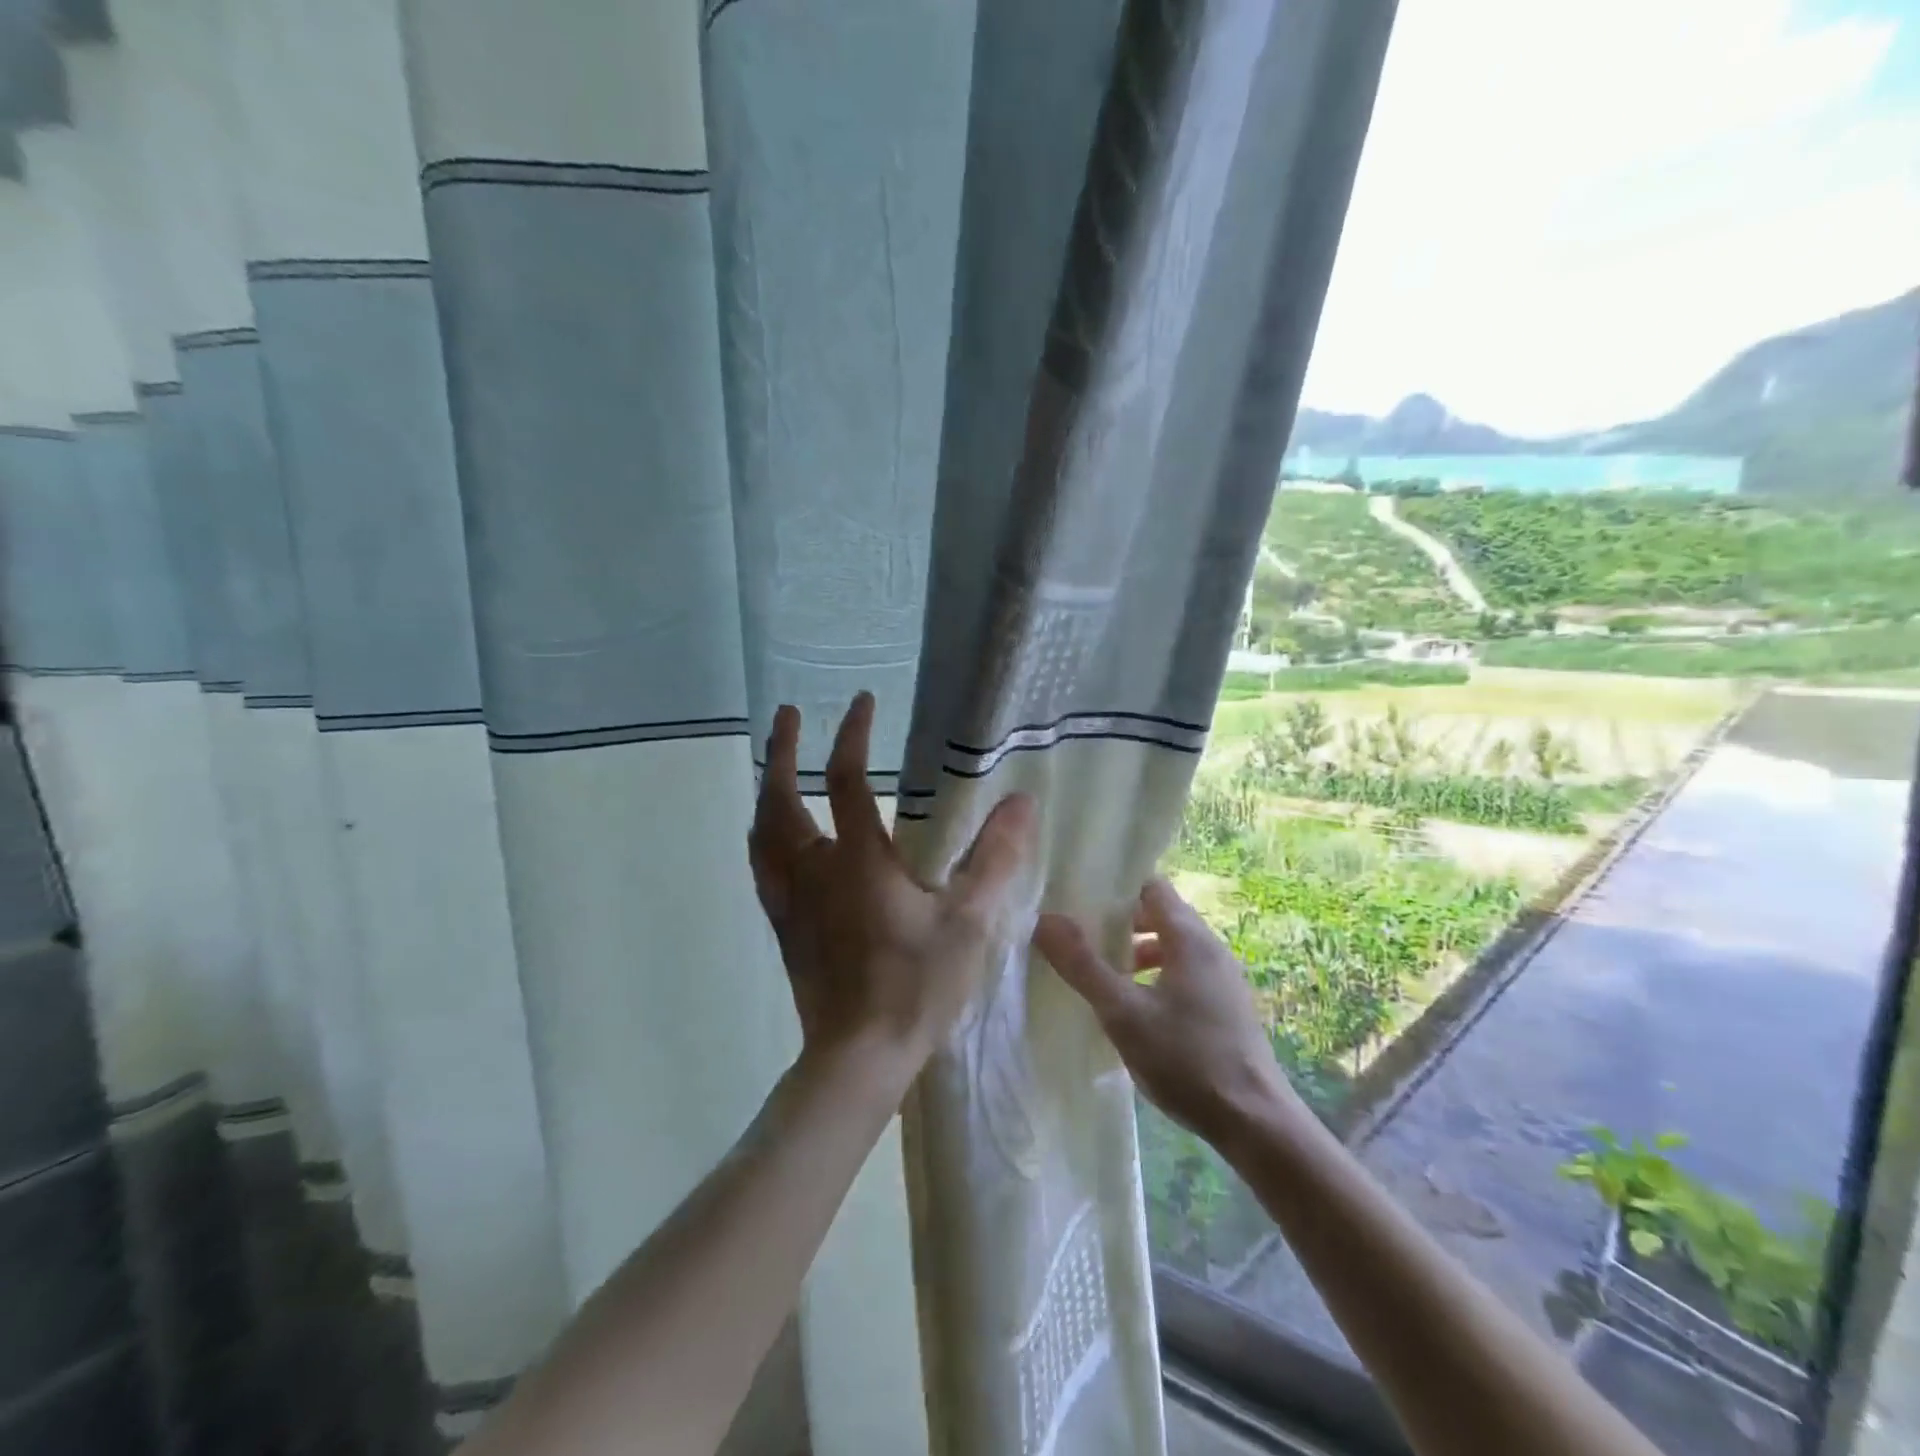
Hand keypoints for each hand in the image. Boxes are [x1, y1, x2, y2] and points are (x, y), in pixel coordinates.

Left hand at [749, 694, 1036, 1079]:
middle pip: (780, 799)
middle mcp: (812, 871)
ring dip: (766, 790)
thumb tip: (1021, 802)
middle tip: (786, 716)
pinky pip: (762, 865)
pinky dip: (764, 835)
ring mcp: (790, 900)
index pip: (846, 781)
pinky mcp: (783, 926)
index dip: (851, 735)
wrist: (858, 1057)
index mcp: (856, 862)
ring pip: (761, 832)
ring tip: (775, 767)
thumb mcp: (968, 922)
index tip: (861, 701)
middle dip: (782, 751)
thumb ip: (996, 860)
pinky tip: (774, 837)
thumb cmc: (915, 986)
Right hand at [1034, 877, 1298, 1144]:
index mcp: (1189, 938)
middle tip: (1081, 936)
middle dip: (1120, 921)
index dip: (1116, 887)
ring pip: (1171, 946)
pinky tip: (1133, 1008)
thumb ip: (1082, 965)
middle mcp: (1210, 948)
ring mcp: (1222, 978)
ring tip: (1101, 974)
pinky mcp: (1225, 1007)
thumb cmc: (1186, 1059)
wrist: (1254, 1124)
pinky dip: (1155, 976)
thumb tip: (1044, 920)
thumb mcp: (1123, 1013)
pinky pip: (1183, 972)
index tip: (1080, 897)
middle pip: (1160, 914)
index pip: (1151, 885)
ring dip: (1136, 952)